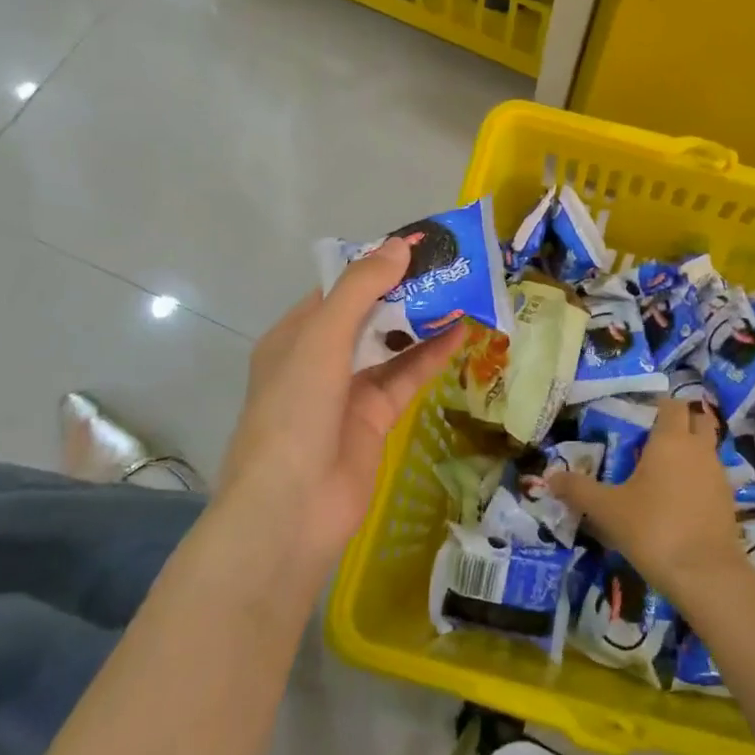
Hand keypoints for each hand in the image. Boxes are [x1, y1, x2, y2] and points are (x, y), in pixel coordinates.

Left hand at [221, 240, 464, 569]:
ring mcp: (349, 390)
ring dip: (423, 322)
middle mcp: (321, 359)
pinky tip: (461, 333)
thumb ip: (361, 290)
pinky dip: (431, 356)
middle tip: (450, 266)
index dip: (376, 265)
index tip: (417, 246)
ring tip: (463, 292)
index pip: (339, 288)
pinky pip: (407, 377)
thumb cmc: (295, 410)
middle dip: (406, 291)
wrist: (292, 508)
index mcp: (296, 335)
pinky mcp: (376, 418)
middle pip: (369, 314)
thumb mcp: (321, 338)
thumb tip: (398, 247)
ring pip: (392, 346)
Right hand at [546, 398, 742, 603]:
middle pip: (698, 420)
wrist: (705, 575)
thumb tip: (550, 477)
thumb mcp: (607, 510)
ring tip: (664, 470)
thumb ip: (578, 490)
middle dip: (681, 422)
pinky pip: (712, 476)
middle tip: (655, 437)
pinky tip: (679, 500)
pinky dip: (699, 478)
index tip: (640, 414)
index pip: (671, 405)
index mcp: (671, 440)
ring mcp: (718, 475)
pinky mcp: (728, 501)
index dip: (658, 405)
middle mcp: (698, 449)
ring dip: (691, 451)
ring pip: (707, 449)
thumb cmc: (653, 529)